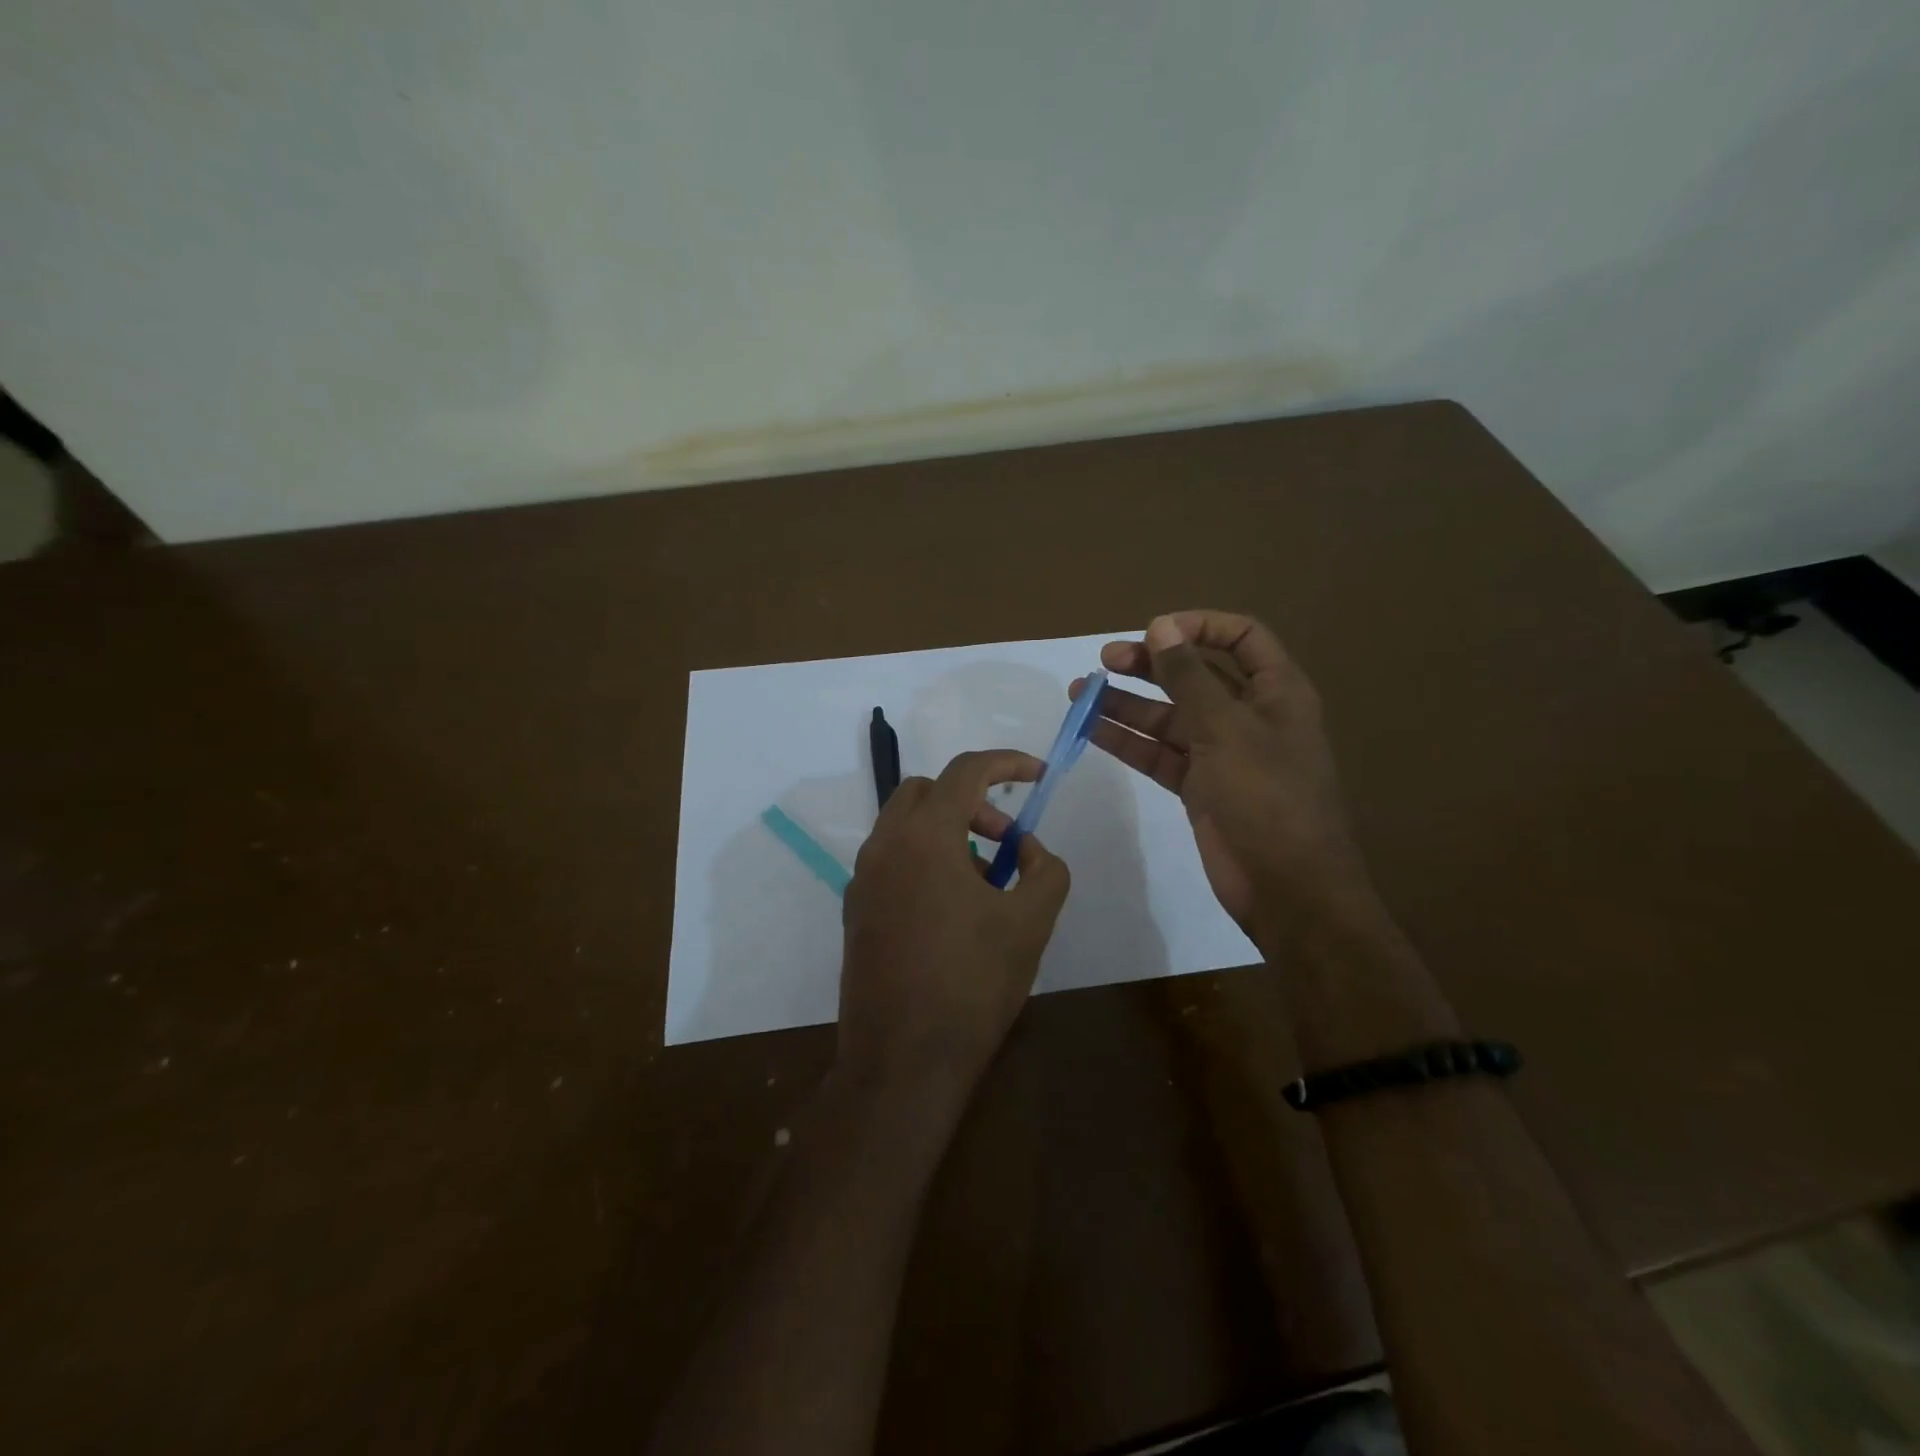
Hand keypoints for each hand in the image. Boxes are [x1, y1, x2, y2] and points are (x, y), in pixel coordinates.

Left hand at [838, 749, 1071, 1099]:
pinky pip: (892, 860)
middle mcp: (884, 846)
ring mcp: (862, 879)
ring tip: (984, 881)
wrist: (902, 1062)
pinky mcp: (855, 910)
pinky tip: (952, 910)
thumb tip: (1028, 850)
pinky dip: (925, 859)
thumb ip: (1045, 870)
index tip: (1038, 776)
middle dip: (971, 800)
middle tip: (1005, 839)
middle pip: (926, 791)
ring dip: (948, 831)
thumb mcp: (1030, 923)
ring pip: (905, 825)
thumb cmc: (972, 984)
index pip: (965, 772)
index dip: (1007, 763)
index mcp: (924, 837)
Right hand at [1070, 611, 1369, 933]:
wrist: (1287, 887)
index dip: (1198, 626)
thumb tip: (1160, 626)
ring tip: (1080, 693)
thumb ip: (1188, 677)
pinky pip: (1160, 754)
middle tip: (1104, 661)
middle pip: (1196, 676)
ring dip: (1128, 704)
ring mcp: (1223, 754)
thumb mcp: (1225, 728)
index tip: (1153, 631)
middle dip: (1151, 665)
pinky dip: (1128, 742)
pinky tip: (1092, 730)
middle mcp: (1249, 716)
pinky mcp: (1200, 787)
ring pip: (1170, 717)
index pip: (1241, 637)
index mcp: (1276, 691)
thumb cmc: (1266, 796)